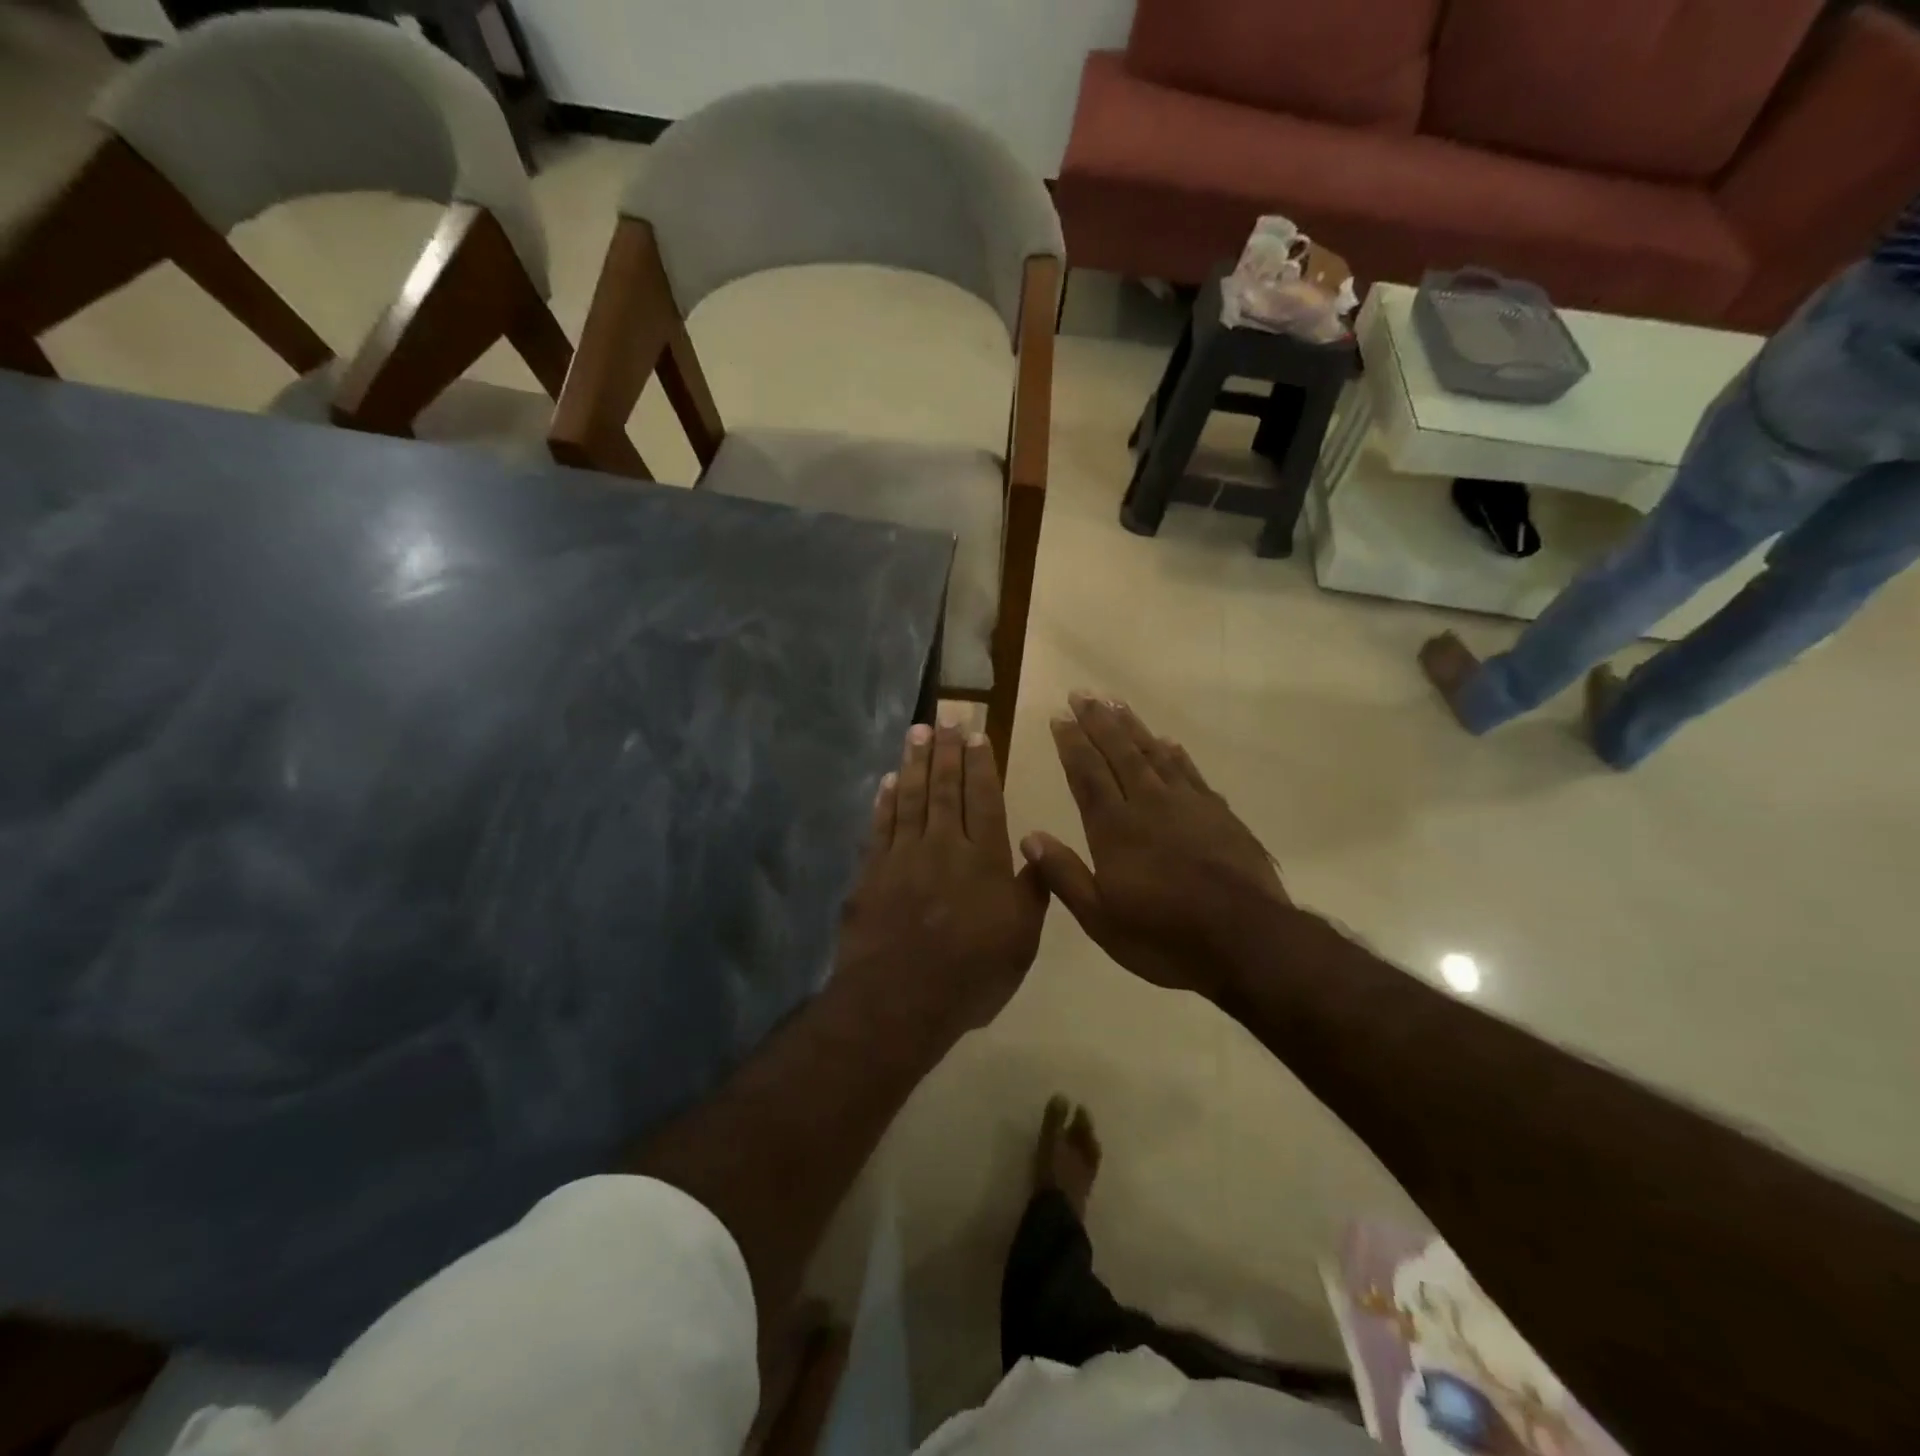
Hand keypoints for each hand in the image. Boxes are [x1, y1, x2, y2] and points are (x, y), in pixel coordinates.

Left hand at [834, 723, 1049, 1052]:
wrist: (900, 999)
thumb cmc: (971, 974)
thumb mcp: (1022, 941)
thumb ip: (1032, 892)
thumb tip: (1037, 849)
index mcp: (985, 859)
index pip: (985, 800)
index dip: (982, 765)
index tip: (978, 734)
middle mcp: (944, 846)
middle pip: (946, 788)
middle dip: (947, 749)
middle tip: (947, 714)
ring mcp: (903, 856)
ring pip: (912, 797)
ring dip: (915, 762)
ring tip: (918, 730)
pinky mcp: (872, 872)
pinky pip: (880, 825)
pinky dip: (885, 800)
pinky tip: (888, 779)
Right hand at [1021, 693, 1286, 999]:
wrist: (1246, 940)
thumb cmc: (1164, 936)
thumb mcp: (1101, 919)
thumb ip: (1064, 875)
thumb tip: (1029, 836)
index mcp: (1114, 828)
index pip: (1087, 774)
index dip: (1071, 743)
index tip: (1060, 716)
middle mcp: (1148, 804)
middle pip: (1119, 752)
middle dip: (1098, 721)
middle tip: (1082, 693)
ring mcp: (1188, 805)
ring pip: (1154, 754)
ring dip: (1133, 727)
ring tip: (1116, 703)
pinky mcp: (1219, 814)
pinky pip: (1190, 772)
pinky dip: (1175, 754)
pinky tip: (1168, 743)